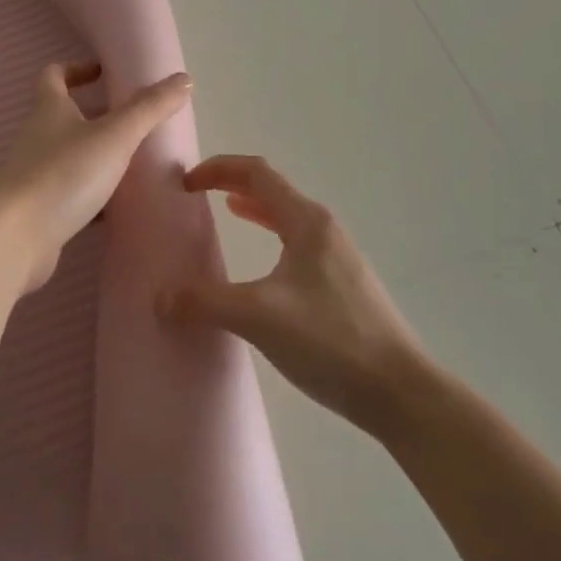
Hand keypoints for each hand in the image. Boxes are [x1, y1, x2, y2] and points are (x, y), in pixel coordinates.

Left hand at [0, 61, 193, 291]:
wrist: (16, 239)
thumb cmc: (64, 174)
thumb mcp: (115, 136)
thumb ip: (150, 108)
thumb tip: (184, 79)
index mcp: (49, 109)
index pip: (54, 75)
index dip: (77, 68)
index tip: (105, 73)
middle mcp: (38, 137)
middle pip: (66, 116)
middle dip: (98, 115)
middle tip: (135, 120)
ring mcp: (36, 175)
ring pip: (71, 156)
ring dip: (99, 155)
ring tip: (136, 162)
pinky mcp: (41, 210)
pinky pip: (72, 193)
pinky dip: (94, 195)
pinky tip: (119, 206)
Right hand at [158, 155, 425, 434]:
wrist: (400, 392)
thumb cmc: (330, 340)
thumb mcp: (259, 317)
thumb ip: (205, 302)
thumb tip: (160, 297)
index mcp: (306, 222)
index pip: (257, 173)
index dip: (218, 168)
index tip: (186, 182)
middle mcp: (324, 229)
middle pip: (274, 190)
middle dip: (234, 184)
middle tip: (200, 193)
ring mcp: (338, 258)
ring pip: (289, 217)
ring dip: (257, 209)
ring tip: (229, 213)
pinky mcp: (344, 287)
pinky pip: (299, 245)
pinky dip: (273, 237)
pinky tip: (265, 269)